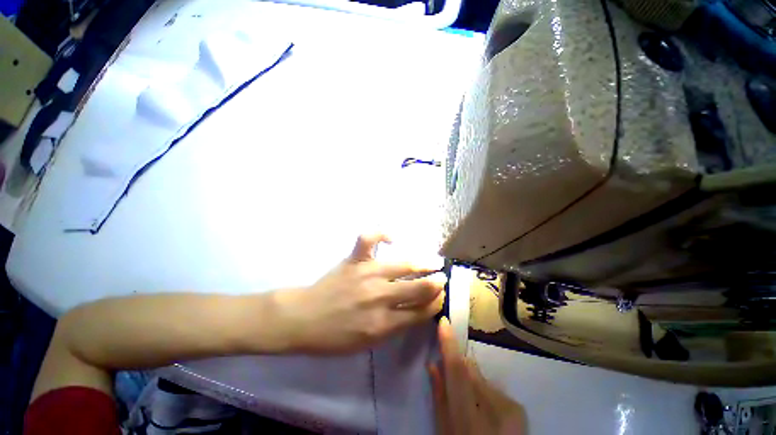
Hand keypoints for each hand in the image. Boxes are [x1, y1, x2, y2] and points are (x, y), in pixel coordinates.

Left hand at [275, 234, 445, 353]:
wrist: (303, 319)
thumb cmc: (334, 337)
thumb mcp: (368, 343)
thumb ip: (394, 327)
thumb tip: (415, 310)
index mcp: (383, 324)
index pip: (420, 311)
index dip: (435, 303)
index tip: (440, 297)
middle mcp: (379, 297)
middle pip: (419, 288)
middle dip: (436, 284)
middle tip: (442, 279)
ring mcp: (367, 274)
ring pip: (404, 264)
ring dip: (423, 263)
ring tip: (434, 261)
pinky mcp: (354, 260)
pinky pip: (370, 239)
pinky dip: (382, 235)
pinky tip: (392, 239)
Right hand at [430, 318, 526, 434]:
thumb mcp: (445, 431)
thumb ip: (439, 398)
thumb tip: (432, 364)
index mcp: (469, 417)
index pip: (457, 371)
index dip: (450, 345)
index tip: (444, 321)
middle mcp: (494, 407)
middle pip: (470, 371)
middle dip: (460, 369)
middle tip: (455, 386)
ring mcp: (510, 407)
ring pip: (481, 379)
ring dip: (473, 384)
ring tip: (473, 407)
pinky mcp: (518, 407)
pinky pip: (493, 389)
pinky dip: (485, 394)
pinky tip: (487, 414)